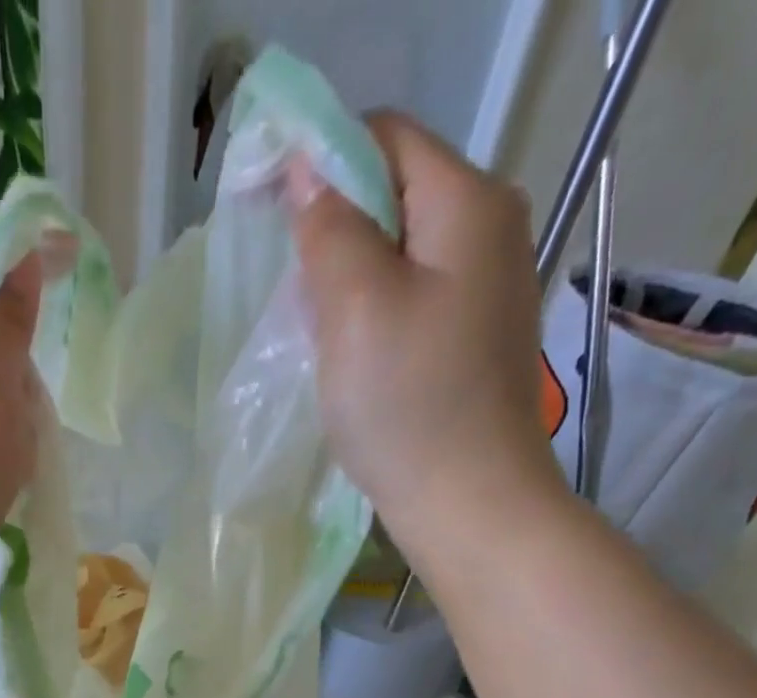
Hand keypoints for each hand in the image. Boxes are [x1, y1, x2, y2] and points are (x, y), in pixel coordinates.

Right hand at [288, 113, 560, 548]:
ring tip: (317, 334)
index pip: (385, 136)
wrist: (468, 502)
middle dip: (332, 229)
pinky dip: (369, 315)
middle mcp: (489, 230)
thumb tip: (309, 169)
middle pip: (393, 194)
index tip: (267, 211)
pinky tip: (349, 359)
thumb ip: (330, 227)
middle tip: (295, 293)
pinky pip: (408, 300)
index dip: (321, 159)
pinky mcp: (471, 338)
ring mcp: (485, 288)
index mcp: (468, 204)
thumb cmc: (408, 404)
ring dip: (346, 280)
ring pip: (396, 253)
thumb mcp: (356, 306)